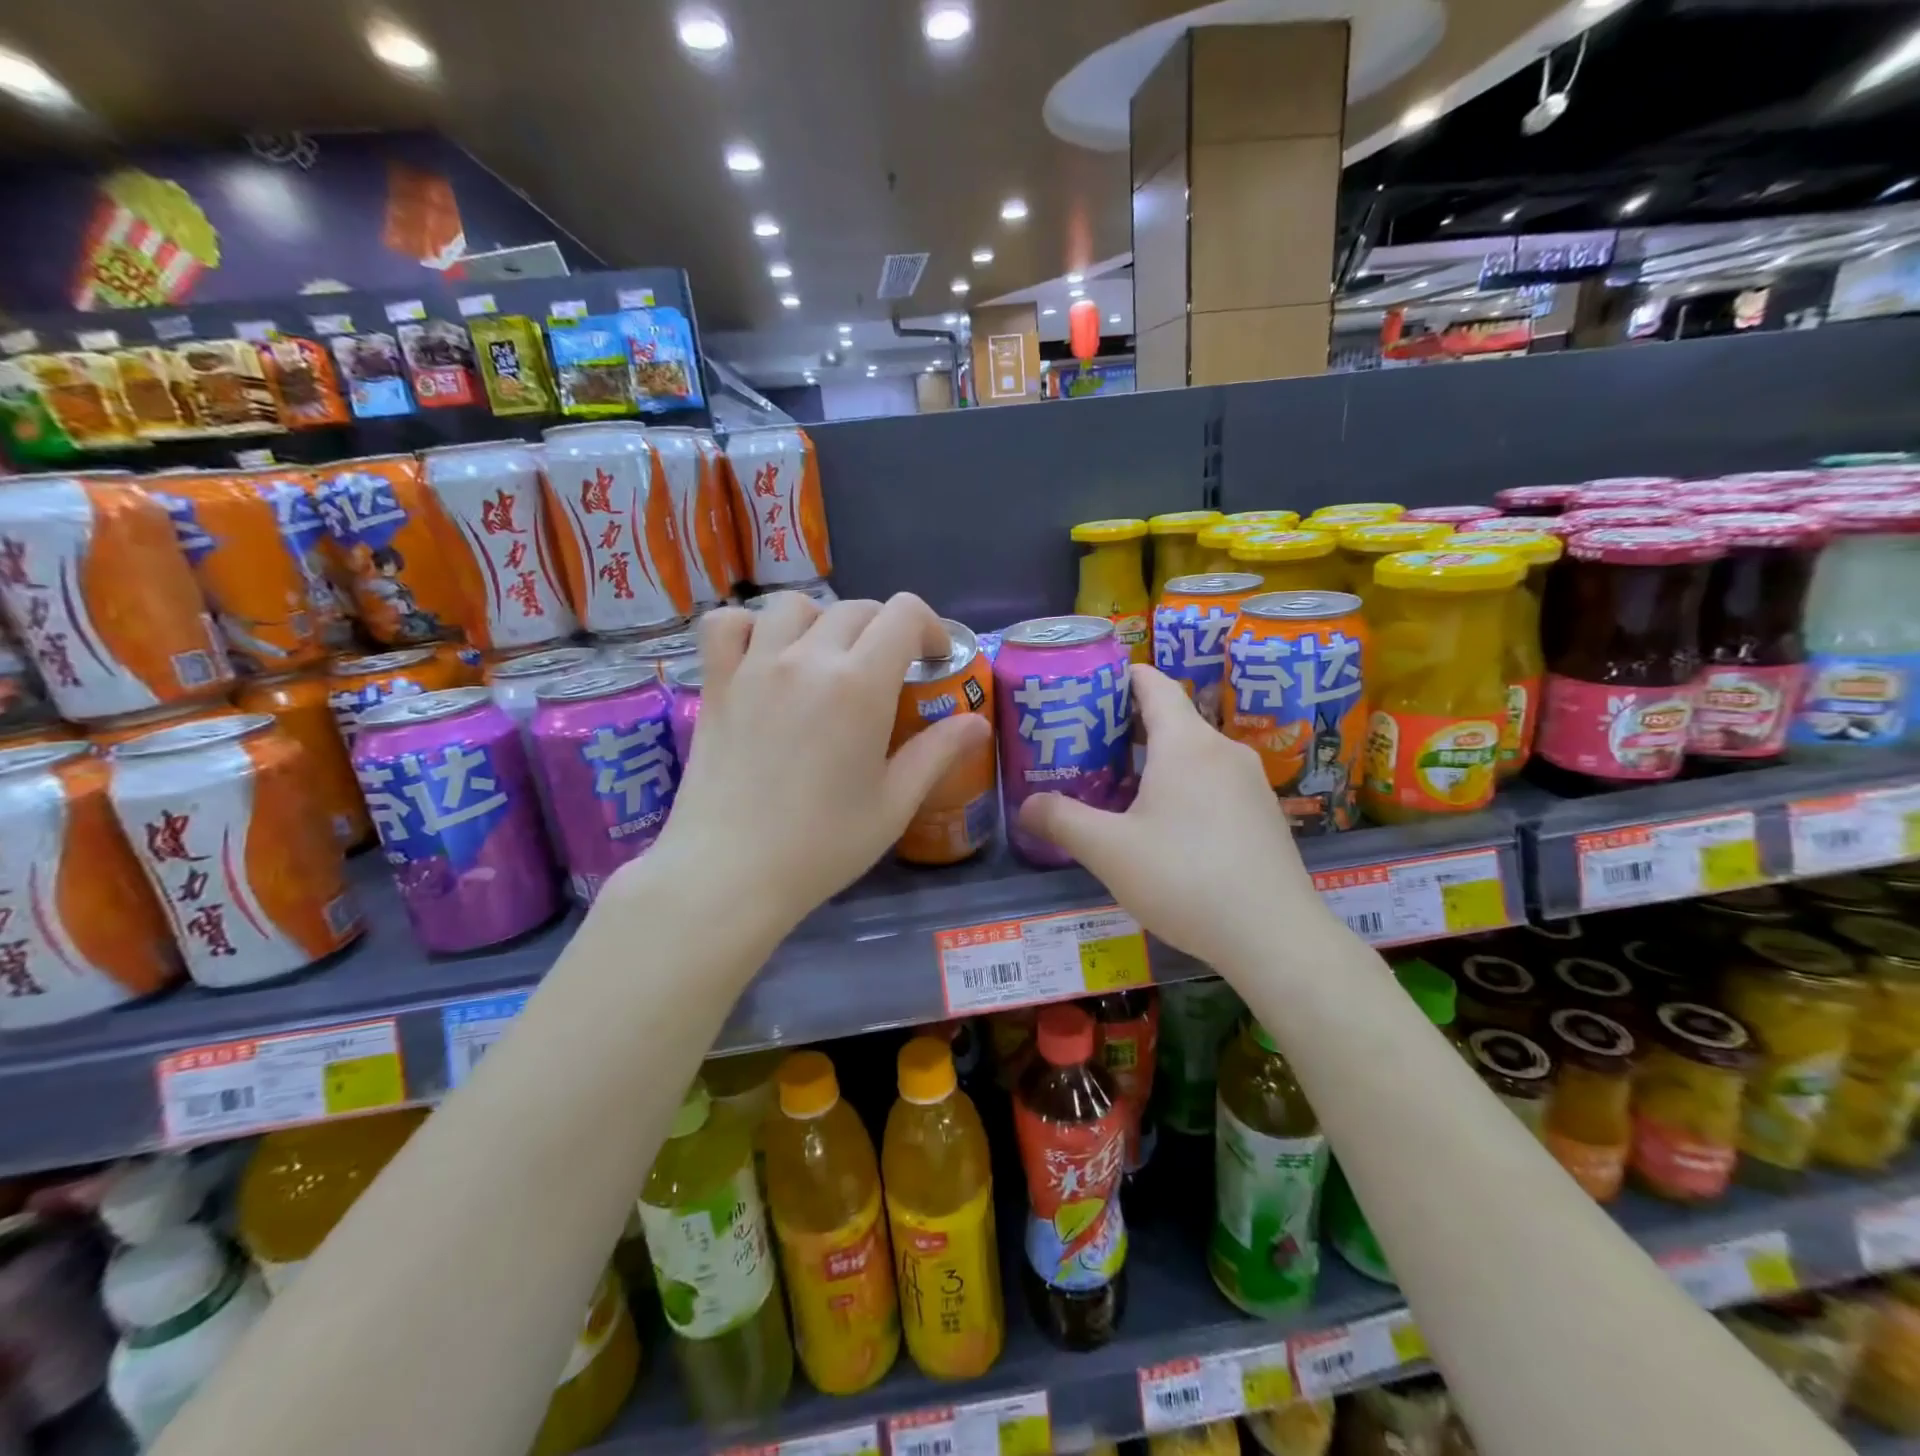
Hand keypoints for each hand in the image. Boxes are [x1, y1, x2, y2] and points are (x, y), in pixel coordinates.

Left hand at [645, 591, 991, 931]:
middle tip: (888, 673)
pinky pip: (726, 624)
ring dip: (822, 621)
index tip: (933, 660)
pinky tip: (764, 656)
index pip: (904, 613)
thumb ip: (936, 753)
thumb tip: (976, 723)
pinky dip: (750, 627)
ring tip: (827, 660)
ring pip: (793, 606)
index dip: (929, 626)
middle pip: (855, 609)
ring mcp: (755, 665)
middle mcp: (807, 658)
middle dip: (884, 631)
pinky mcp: (717, 683)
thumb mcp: (893, 805)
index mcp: (860, 685)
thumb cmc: (821, 846)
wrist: (729, 874)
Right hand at [1017, 665, 1327, 974]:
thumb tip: (1025, 806)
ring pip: (1195, 754)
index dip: (1120, 677)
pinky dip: (1185, 787)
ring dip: (1157, 761)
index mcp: (1186, 743)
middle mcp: (1222, 750)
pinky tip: (1167, 828)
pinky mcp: (1264, 815)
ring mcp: (1251, 782)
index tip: (1088, 687)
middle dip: (1128, 727)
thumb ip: (1061, 821)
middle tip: (1087, 746)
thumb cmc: (1184, 878)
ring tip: (1119, 788)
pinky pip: (1215, 783)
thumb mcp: (1108, 851)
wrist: (1275, 937)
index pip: (1153, 684)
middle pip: (1172, 719)